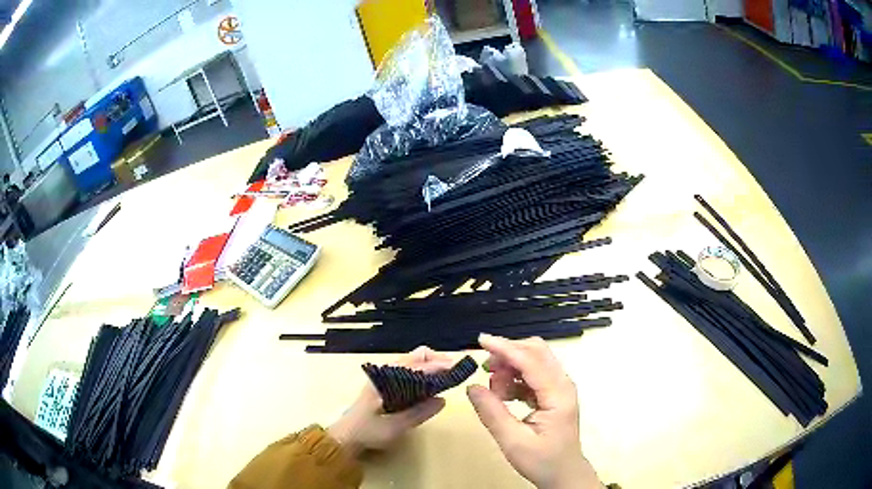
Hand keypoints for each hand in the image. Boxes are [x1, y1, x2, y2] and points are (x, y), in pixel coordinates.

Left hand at [328, 346, 454, 456]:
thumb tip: (443, 400)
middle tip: (454, 372)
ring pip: (413, 361)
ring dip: (431, 365)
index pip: (417, 366)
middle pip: (416, 356)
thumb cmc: (367, 432)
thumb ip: (418, 413)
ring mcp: (385, 377)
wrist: (345, 437)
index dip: (438, 366)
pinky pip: (408, 370)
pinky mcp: (386, 384)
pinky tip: (432, 384)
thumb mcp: (394, 427)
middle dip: (437, 360)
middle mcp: (385, 372)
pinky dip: (424, 372)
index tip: (457, 369)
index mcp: (386, 379)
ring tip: (447, 377)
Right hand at [467, 334, 603, 488]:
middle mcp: (562, 384)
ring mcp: (559, 388)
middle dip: (508, 353)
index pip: (531, 361)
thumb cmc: (542, 461)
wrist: (563, 474)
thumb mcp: (512, 441)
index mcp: (558, 394)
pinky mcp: (553, 394)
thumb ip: (491, 412)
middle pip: (536, 352)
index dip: (505, 348)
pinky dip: (515, 378)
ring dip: (511, 366)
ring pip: (534, 360)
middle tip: (485, 368)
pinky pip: (532, 375)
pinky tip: (503, 395)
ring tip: (494, 391)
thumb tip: (471, 386)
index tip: (480, 341)